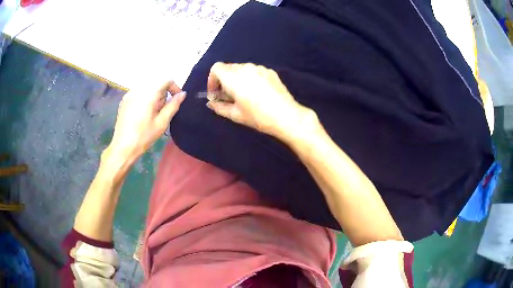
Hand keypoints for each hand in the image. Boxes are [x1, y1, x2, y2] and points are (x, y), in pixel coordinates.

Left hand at [107, 80, 185, 163]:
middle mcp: (138, 90)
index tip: (176, 100)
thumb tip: (182, 94)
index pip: (166, 81)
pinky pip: (139, 93)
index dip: (174, 88)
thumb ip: (173, 106)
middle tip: (162, 111)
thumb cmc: (144, 137)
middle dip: (163, 94)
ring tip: (152, 113)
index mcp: (148, 94)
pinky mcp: (124, 100)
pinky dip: (144, 98)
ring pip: (147, 88)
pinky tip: (142, 113)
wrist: (123, 147)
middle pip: (156, 84)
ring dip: (154, 96)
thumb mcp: (162, 123)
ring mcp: (129, 94)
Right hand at [206, 63, 316, 141]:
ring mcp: (259, 68)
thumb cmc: (258, 116)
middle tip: (227, 96)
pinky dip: (250, 78)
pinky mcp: (270, 72)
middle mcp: (245, 68)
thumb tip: (211, 103)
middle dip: (224, 80)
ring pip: (242, 69)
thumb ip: (219, 107)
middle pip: (228, 68)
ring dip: (237, 79)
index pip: (216, 68)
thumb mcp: (235, 115)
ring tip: (243, 95)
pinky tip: (257, 93)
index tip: (215, 93)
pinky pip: (254, 71)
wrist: (286, 116)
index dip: (212, 79)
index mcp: (233, 77)